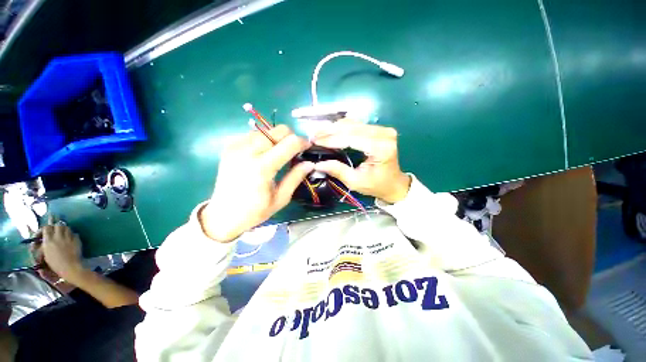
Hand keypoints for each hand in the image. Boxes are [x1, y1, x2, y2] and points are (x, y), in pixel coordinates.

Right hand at [37, 221, 84, 282]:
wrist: (70, 267)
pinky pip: (74, 233)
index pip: (46, 227)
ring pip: (66, 227)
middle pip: (57, 225)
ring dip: (64, 229)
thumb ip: (43, 246)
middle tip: (54, 229)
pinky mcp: (77, 239)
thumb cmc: (55, 264)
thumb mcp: (45, 254)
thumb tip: (40, 242)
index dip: (45, 228)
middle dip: (55, 225)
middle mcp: (58, 237)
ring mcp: (68, 237)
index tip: (44, 230)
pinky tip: (70, 238)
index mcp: (48, 241)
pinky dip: (71, 234)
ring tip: (62, 232)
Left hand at [201, 125, 313, 241]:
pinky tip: (262, 153)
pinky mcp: (229, 147)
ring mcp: (236, 147)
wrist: (223, 215)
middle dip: (290, 137)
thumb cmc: (254, 211)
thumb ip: (296, 177)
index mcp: (262, 167)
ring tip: (278, 153)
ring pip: (266, 130)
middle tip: (293, 151)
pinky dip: (263, 140)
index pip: (290, 143)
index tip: (307, 147)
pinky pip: (253, 134)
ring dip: (276, 138)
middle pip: (278, 130)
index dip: (302, 142)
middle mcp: (248, 151)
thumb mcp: (281, 198)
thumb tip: (310, 163)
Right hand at [312, 119, 410, 203]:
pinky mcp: (380, 129)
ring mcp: (383, 130)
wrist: (394, 184)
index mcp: (381, 148)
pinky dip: (342, 127)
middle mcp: (384, 134)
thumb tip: (317, 164)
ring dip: (334, 127)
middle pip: (352, 128)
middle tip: (313, 134)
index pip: (351, 139)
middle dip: (330, 131)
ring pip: (353, 124)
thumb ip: (337, 170)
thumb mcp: (355, 182)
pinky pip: (357, 125)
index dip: (331, 140)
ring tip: (319, 131)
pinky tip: (330, 130)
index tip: (315, 141)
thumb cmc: (376, 185)